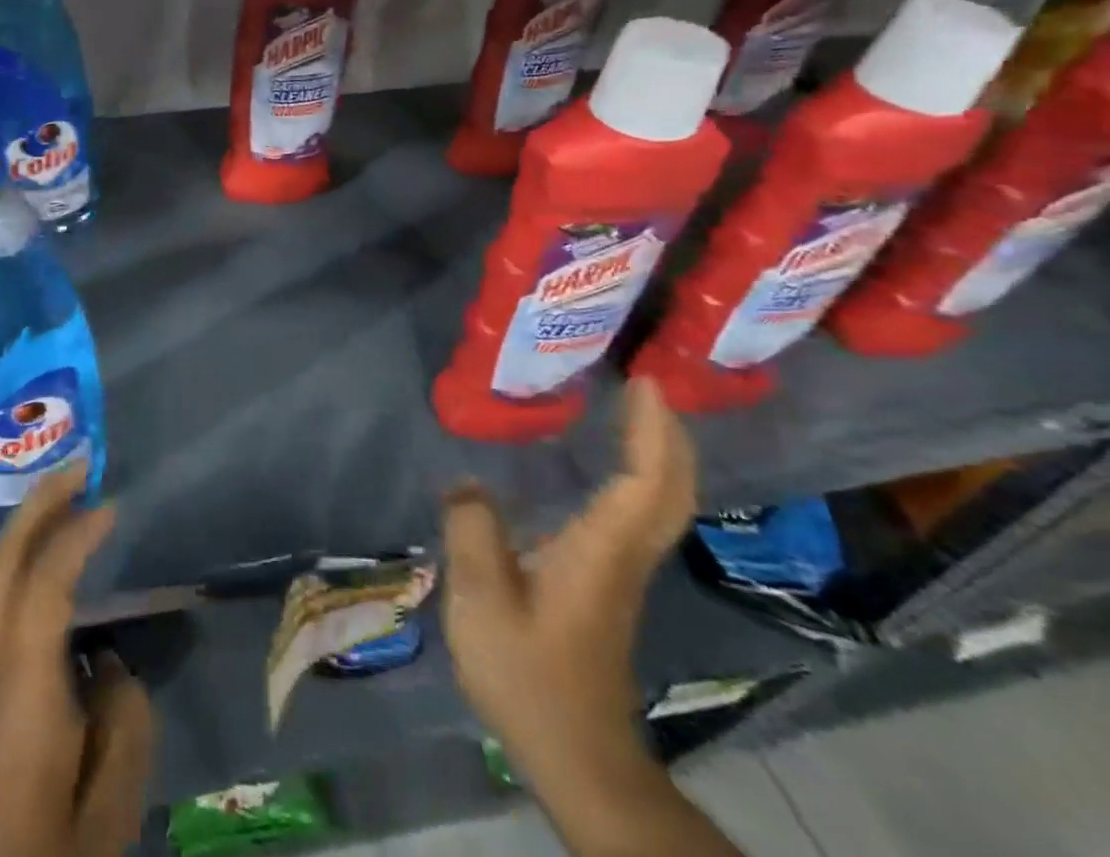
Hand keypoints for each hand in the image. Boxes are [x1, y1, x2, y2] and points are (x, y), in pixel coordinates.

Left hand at [0, 463, 155, 856]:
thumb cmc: (48, 853)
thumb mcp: (110, 805)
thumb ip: (123, 717)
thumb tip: (108, 664)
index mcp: (20, 687)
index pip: (44, 582)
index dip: (76, 535)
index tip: (111, 506)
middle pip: (3, 560)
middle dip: (38, 503)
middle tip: (79, 465)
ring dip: (28, 528)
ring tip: (68, 499)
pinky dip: (21, 562)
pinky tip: (47, 563)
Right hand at [441, 378, 697, 782]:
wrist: (575, 753)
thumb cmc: (528, 674)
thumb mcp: (481, 599)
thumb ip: (472, 530)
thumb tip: (466, 483)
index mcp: (601, 551)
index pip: (646, 481)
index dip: (652, 430)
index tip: (643, 381)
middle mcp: (624, 554)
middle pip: (669, 489)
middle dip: (667, 434)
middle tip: (644, 385)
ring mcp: (621, 571)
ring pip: (659, 502)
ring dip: (655, 453)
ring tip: (628, 410)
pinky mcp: (608, 584)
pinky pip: (637, 514)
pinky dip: (635, 476)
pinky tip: (601, 465)